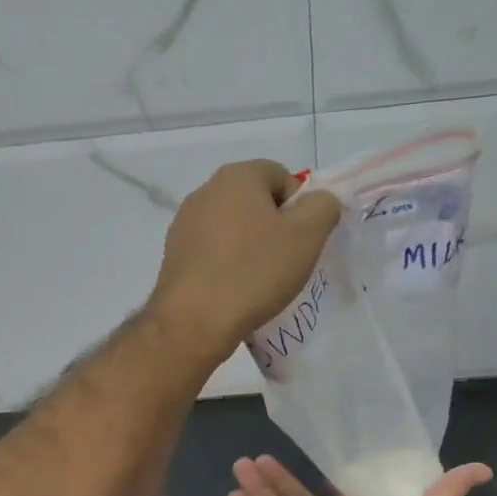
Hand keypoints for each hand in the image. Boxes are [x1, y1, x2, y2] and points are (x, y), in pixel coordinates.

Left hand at [148, 161, 340, 361]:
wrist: (195, 320)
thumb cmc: (255, 271)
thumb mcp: (307, 236)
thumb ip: (323, 206)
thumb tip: (319, 200)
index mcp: (237, 176)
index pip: (281, 176)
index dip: (299, 207)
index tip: (302, 240)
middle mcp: (205, 190)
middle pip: (254, 201)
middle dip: (274, 226)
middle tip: (286, 261)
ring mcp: (184, 222)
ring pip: (232, 227)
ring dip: (250, 246)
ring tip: (259, 280)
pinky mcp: (173, 253)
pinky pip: (212, 250)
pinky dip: (227, 263)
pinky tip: (233, 289)